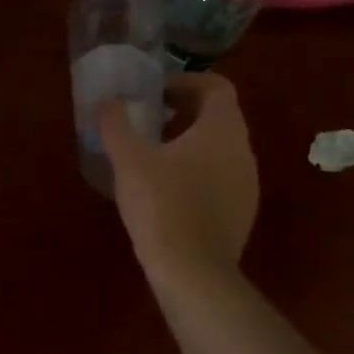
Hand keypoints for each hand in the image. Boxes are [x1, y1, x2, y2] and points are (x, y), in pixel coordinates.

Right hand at [98, 72, 259, 279]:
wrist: (192, 271)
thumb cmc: (161, 204)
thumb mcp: (128, 159)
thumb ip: (116, 124)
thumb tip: (107, 102)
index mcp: (222, 131)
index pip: (217, 87)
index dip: (186, 82)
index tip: (156, 93)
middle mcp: (243, 152)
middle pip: (220, 117)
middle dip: (184, 112)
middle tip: (149, 120)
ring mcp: (247, 184)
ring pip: (221, 148)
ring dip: (190, 142)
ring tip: (153, 155)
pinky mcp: (241, 212)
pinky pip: (221, 176)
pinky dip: (197, 170)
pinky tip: (167, 190)